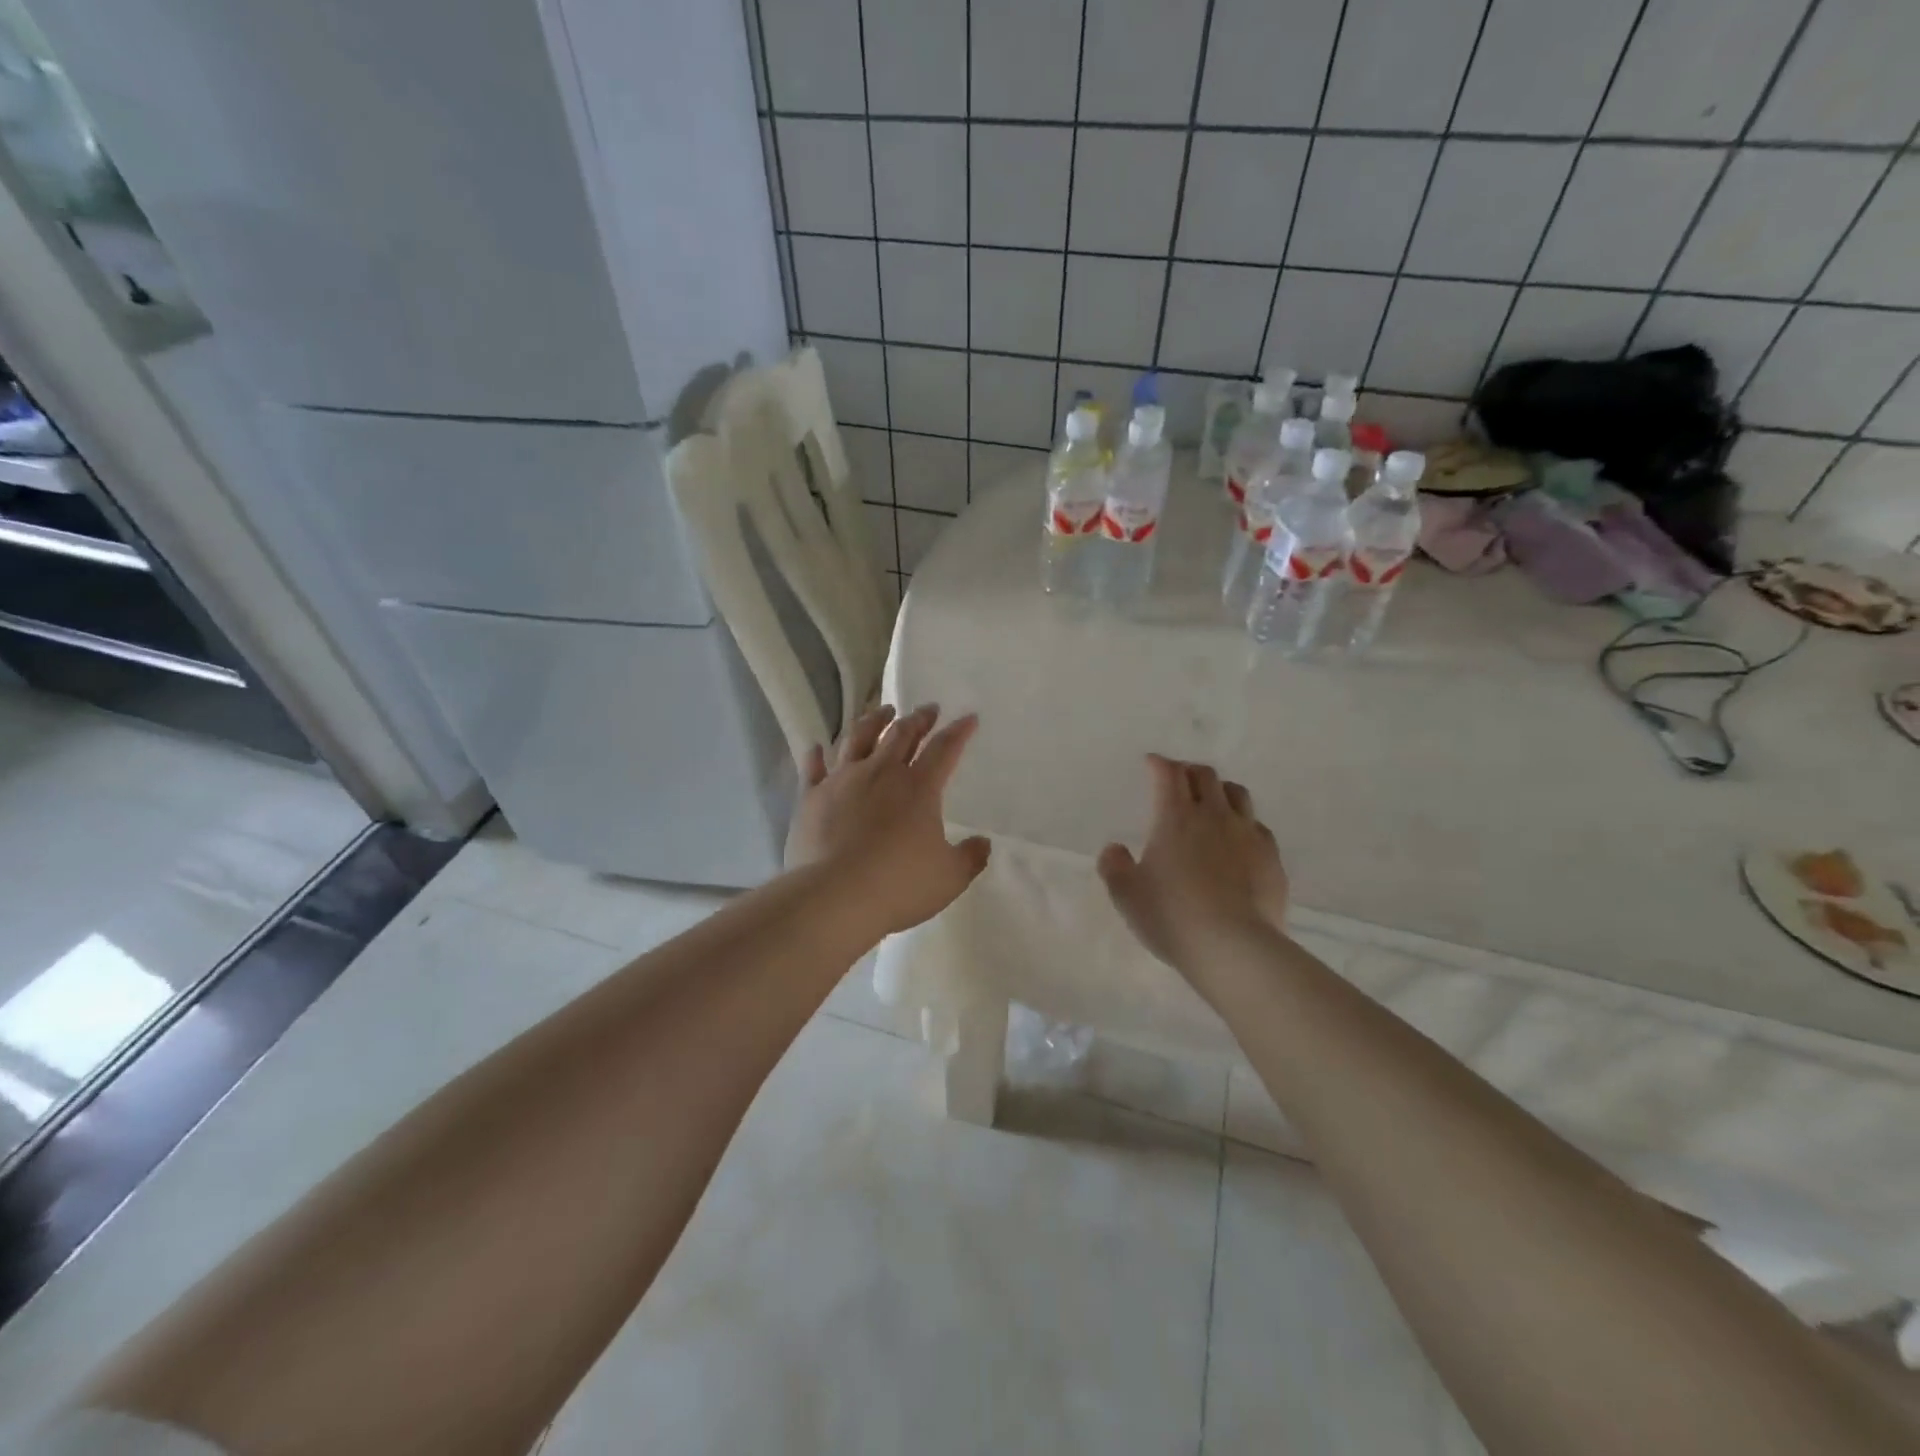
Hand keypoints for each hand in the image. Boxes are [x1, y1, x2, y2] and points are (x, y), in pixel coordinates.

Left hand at [786, 704, 990, 936]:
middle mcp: (881, 773)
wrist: (835, 896)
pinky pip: (813, 768)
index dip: (959, 732)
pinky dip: (817, 756)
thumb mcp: (950, 877)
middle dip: (918, 718)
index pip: (944, 749)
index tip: (969, 718)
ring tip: (882, 710)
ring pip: (859, 738)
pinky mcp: (812, 796)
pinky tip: (817, 747)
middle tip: (927, 709)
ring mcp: (843, 780)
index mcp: (919, 787)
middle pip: (902, 734)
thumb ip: (970, 857)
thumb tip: (984, 843)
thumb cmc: (900, 885)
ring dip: (874, 721)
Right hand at [1097, 755, 1289, 973]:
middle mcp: (1213, 815)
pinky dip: (1243, 823)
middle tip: (1178, 781)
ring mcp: (1247, 834)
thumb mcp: (1126, 895)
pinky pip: (1257, 826)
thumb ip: (1114, 866)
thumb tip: (1114, 848)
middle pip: (1205, 775)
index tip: (1151, 763)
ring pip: (1237, 794)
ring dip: (1219, 790)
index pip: (1168, 774)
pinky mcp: (1271, 857)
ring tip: (1211, 802)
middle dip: (1188, 771)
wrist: (1234, 947)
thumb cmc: (1171, 916)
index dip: (1159, 764)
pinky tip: (1238, 839)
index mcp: (1175, 817)